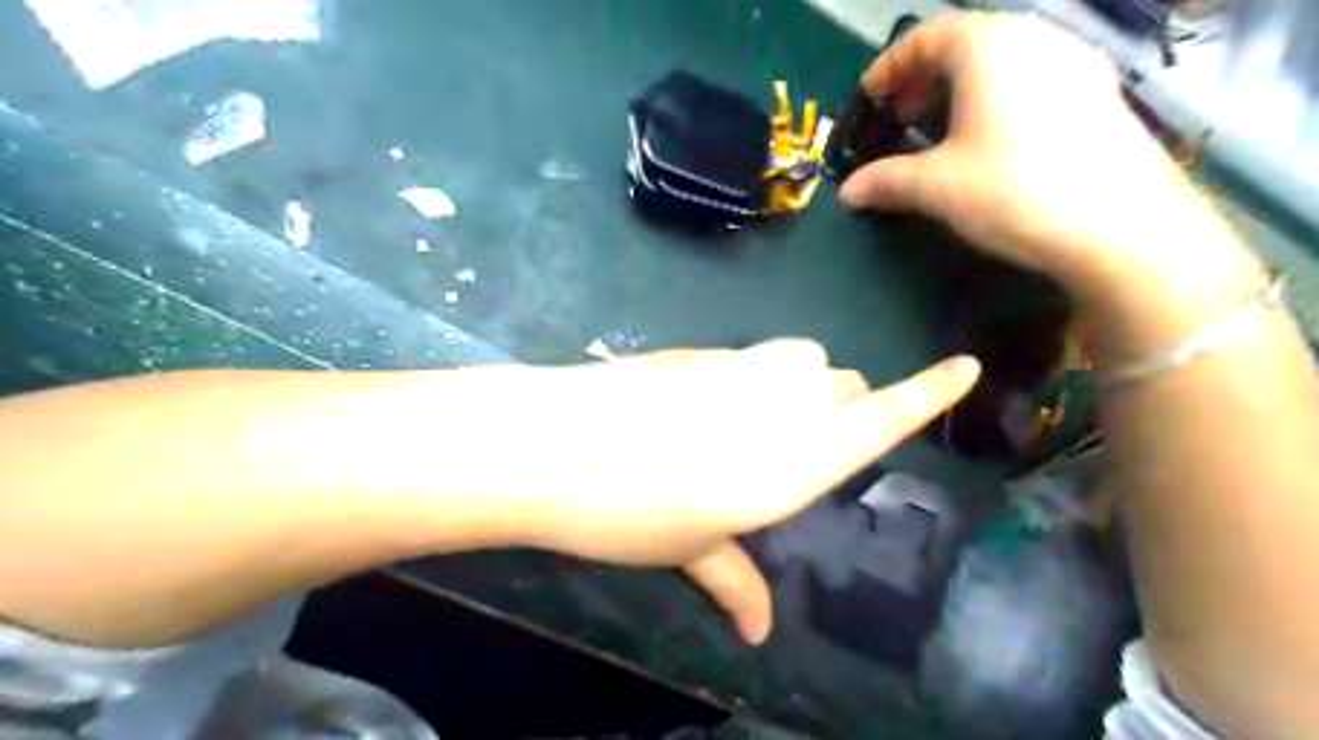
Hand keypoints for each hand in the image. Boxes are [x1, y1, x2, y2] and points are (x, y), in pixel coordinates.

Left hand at [474, 343, 975, 643]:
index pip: (876, 420)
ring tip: (766, 414)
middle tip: (806, 438)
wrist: (550, 444)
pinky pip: (755, 353)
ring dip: (806, 380)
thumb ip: (734, 580)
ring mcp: (736, 369)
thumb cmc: (623, 512)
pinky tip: (715, 401)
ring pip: (805, 356)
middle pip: (844, 382)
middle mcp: (776, 407)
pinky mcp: (700, 350)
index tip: (965, 366)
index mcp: (787, 465)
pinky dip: (758, 373)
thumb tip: (759, 629)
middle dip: (845, 403)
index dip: (928, 393)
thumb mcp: (685, 549)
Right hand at [832, 8, 1255, 303]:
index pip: (929, 35)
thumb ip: (886, 181)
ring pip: (1004, 61)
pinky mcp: (1099, 94)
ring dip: (962, 89)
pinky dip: (998, 100)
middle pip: (967, 42)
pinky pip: (1033, 80)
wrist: (1122, 226)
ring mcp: (1076, 63)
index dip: (892, 65)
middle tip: (901, 117)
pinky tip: (990, 141)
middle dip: (925, 78)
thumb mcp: (937, 187)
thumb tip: (847, 192)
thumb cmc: (1014, 190)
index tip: (871, 96)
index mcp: (990, 47)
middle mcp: (1036, 38)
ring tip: (941, 130)